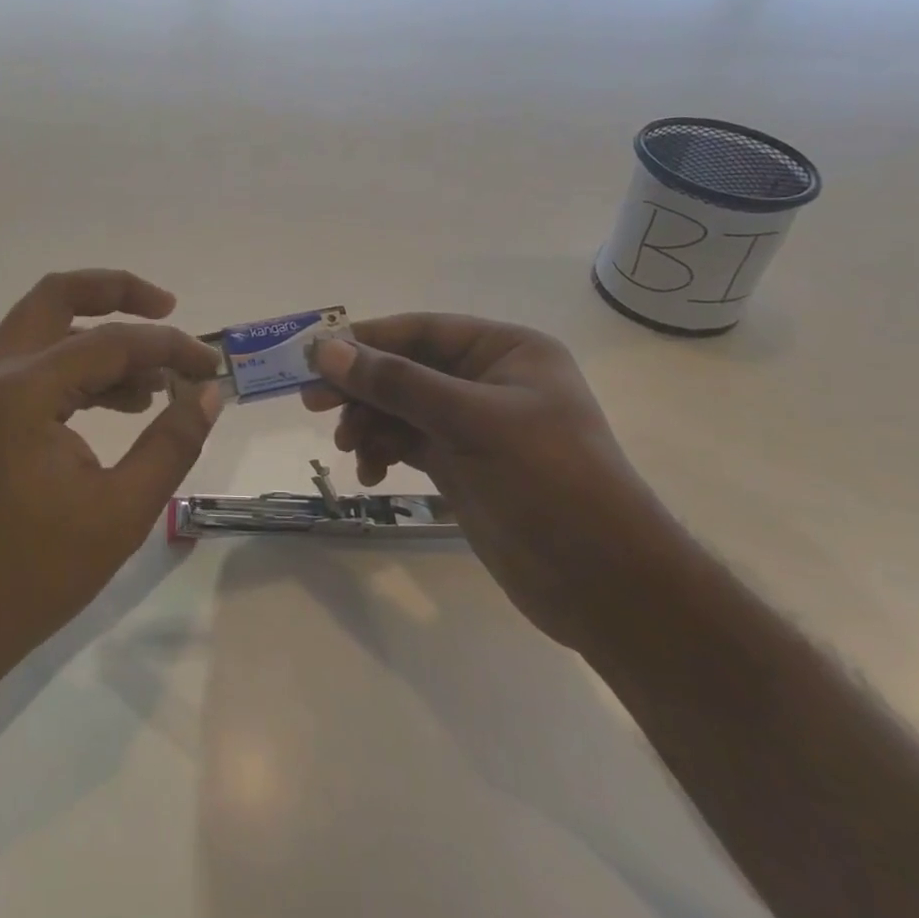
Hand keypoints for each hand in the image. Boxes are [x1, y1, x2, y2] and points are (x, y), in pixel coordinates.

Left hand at [0, 270, 221, 676]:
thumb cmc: (35, 573)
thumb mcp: (122, 511)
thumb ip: (172, 442)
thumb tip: (209, 392)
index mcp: (23, 391)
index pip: (111, 342)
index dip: (170, 348)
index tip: (211, 368)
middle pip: (58, 296)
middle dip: (116, 292)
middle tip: (168, 308)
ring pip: (45, 327)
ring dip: (100, 335)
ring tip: (155, 379)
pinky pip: (36, 364)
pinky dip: (78, 366)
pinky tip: (121, 403)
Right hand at [304, 316, 680, 648]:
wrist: (606, 585)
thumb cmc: (549, 482)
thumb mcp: (472, 422)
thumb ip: (397, 384)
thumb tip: (326, 350)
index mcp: (505, 351)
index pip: (421, 331)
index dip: (365, 341)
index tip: (314, 358)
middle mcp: (488, 381)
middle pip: (405, 369)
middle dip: (361, 387)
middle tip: (313, 406)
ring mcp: (474, 426)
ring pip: (401, 408)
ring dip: (369, 424)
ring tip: (350, 450)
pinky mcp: (462, 465)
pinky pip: (407, 443)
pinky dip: (384, 453)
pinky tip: (371, 475)